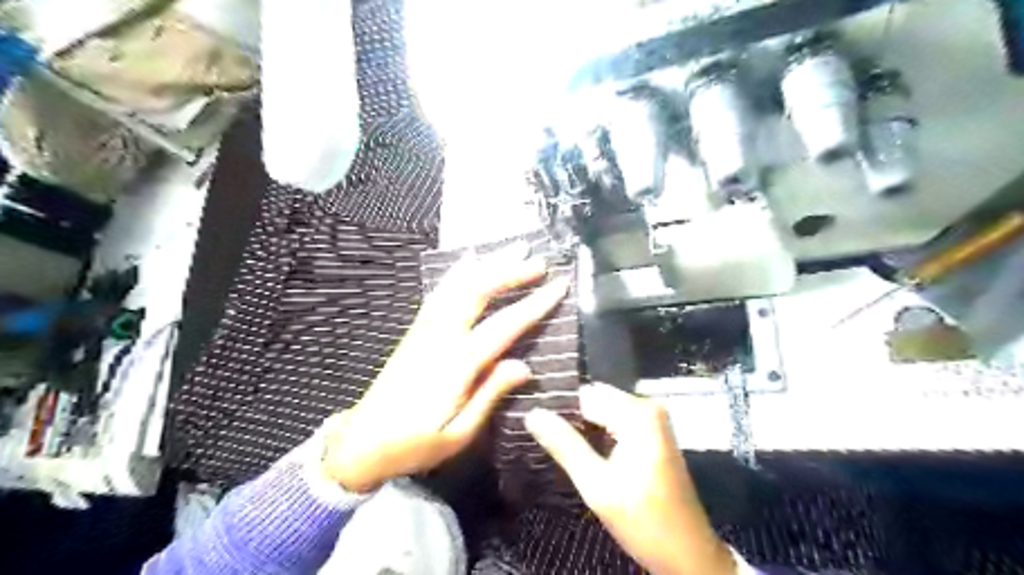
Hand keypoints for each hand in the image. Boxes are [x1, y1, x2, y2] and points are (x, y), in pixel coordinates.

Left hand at [324, 244, 571, 494]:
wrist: (361, 443)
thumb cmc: (414, 445)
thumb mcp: (458, 434)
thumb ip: (490, 396)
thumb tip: (525, 366)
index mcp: (456, 365)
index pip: (503, 326)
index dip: (534, 304)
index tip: (560, 285)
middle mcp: (440, 337)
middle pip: (477, 293)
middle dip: (510, 272)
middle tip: (540, 261)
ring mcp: (425, 330)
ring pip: (458, 286)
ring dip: (487, 264)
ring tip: (513, 248)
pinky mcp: (416, 331)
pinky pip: (439, 293)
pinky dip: (456, 272)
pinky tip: (468, 260)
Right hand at [529, 382, 735, 574]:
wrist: (688, 553)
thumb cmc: (644, 521)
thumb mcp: (597, 486)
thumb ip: (564, 445)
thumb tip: (532, 414)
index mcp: (638, 414)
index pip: (584, 395)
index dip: (558, 408)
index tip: (532, 423)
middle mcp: (647, 407)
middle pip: (595, 399)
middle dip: (569, 417)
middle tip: (540, 436)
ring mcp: (652, 420)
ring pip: (603, 410)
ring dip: (581, 427)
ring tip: (555, 444)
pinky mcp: (652, 433)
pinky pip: (615, 421)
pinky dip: (597, 433)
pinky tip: (580, 450)